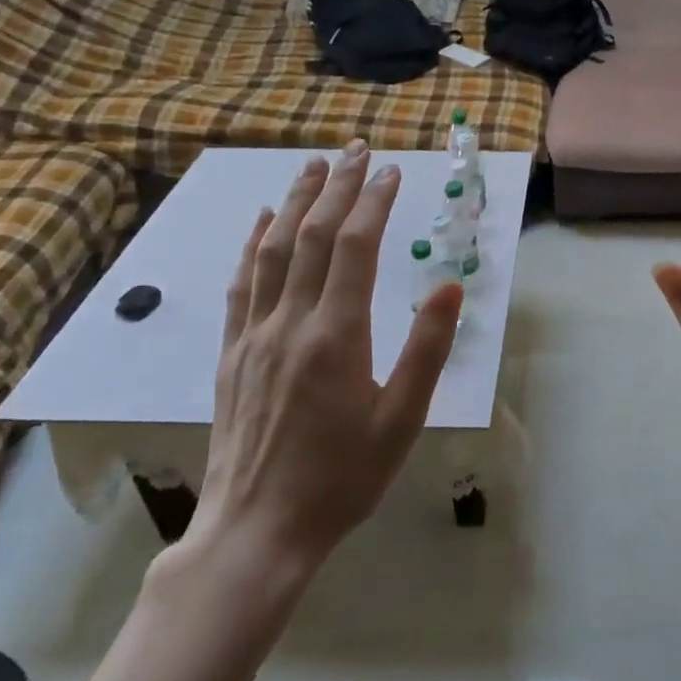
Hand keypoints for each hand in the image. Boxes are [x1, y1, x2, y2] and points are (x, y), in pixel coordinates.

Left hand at [186, 139, 464, 597]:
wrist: (256, 531)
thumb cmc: (342, 478)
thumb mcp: (402, 421)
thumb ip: (426, 349)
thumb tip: (449, 287)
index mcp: (336, 337)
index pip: (355, 247)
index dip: (373, 201)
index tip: (392, 170)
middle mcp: (290, 322)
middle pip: (313, 235)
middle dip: (337, 185)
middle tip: (357, 148)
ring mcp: (254, 335)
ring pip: (273, 249)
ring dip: (296, 201)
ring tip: (314, 165)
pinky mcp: (232, 352)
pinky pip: (243, 283)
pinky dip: (254, 242)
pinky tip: (263, 220)